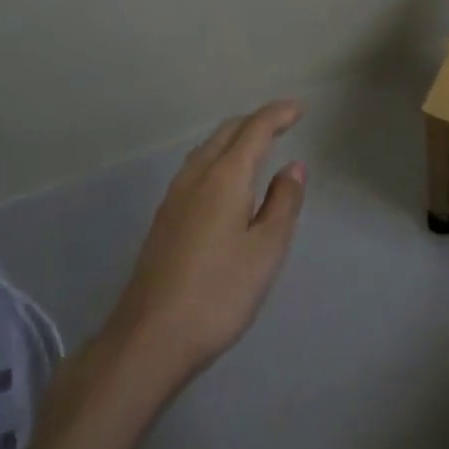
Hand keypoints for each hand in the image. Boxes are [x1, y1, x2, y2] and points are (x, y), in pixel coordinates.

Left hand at [100, 100, 306, 384]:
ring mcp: (174, 198)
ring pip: (207, 149)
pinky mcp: (164, 219)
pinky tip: (225, 180)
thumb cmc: (219, 293)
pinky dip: (218, 157)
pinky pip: (197, 168)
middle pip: (226, 133)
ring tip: (257, 144)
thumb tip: (294, 166)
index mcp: (225, 178)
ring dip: (234, 137)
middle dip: (255, 121)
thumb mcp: (266, 250)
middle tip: (283, 122)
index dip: (278, 115)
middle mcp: (196, 177)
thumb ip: (283, 203)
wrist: (149, 339)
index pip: (255, 130)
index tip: (299, 109)